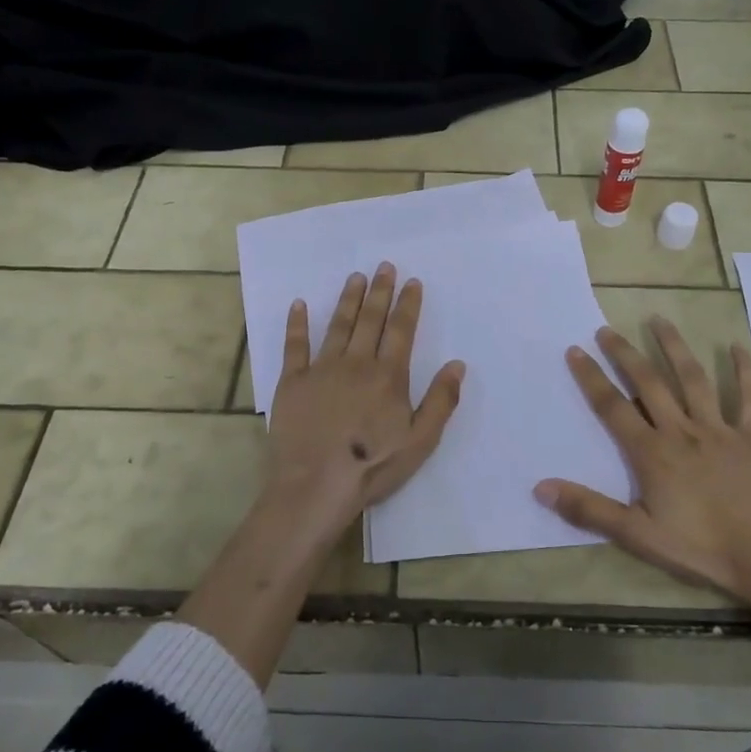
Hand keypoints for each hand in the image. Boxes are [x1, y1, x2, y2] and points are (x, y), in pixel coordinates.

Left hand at [265, 263, 464, 539]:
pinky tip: (299, 304)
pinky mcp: (293, 382)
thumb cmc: (372, 466)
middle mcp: (356, 363)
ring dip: (348, 299)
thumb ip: (441, 401)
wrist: (315, 485)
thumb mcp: (420, 441)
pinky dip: (297, 323)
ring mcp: (322, 369)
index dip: (408, 304)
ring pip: (338, 325)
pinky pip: (295, 346)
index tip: (412, 282)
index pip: (401, 331)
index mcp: (388, 376)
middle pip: (371, 320)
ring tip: (355, 277)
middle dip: (380, 291)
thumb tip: (457, 364)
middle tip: (384, 266)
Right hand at [535, 320, 750, 601]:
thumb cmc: (703, 547)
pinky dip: (743, 371)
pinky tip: (736, 347)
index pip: (613, 407)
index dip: (591, 378)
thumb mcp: (638, 534)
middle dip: (625, 354)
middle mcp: (682, 431)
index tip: (575, 350)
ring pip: (693, 379)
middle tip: (606, 329)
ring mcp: (720, 430)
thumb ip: (589, 509)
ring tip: (658, 320)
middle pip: (649, 383)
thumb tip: (540, 488)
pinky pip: (748, 397)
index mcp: (652, 453)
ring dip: (674, 347)